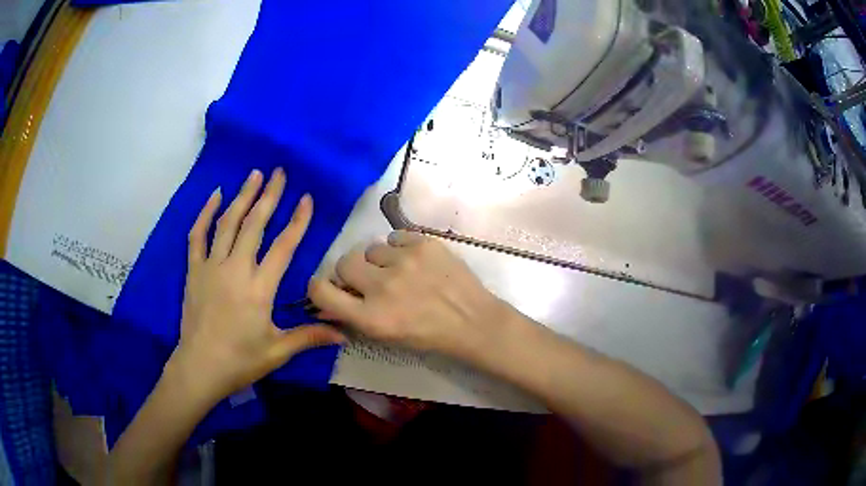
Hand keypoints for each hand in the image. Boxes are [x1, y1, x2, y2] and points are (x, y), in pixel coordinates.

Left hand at [171, 168, 343, 403]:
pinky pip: (198, 235)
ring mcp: (211, 267)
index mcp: (259, 288)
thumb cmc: (241, 361)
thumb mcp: (278, 351)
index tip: (307, 199)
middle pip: (255, 224)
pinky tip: (215, 195)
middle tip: (280, 172)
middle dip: (269, 196)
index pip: (283, 246)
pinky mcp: (194, 270)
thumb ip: (309, 337)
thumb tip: (343, 334)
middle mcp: (236, 269)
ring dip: (242, 196)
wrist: (200, 367)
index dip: (297, 221)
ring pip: (228, 223)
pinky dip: (206, 213)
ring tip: (254, 175)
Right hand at [308, 231, 506, 360]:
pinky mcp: (423, 244)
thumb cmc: (427, 336)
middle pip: (344, 262)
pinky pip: (394, 237)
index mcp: (370, 317)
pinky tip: (414, 261)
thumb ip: (352, 317)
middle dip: (352, 272)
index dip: (319, 286)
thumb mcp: (385, 337)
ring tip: (400, 271)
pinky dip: (400, 248)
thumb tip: (326, 300)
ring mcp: (404, 262)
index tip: (328, 286)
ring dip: (379, 260)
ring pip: (371, 248)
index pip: (321, 291)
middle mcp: (382, 287)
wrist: (472, 322)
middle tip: (370, 279)